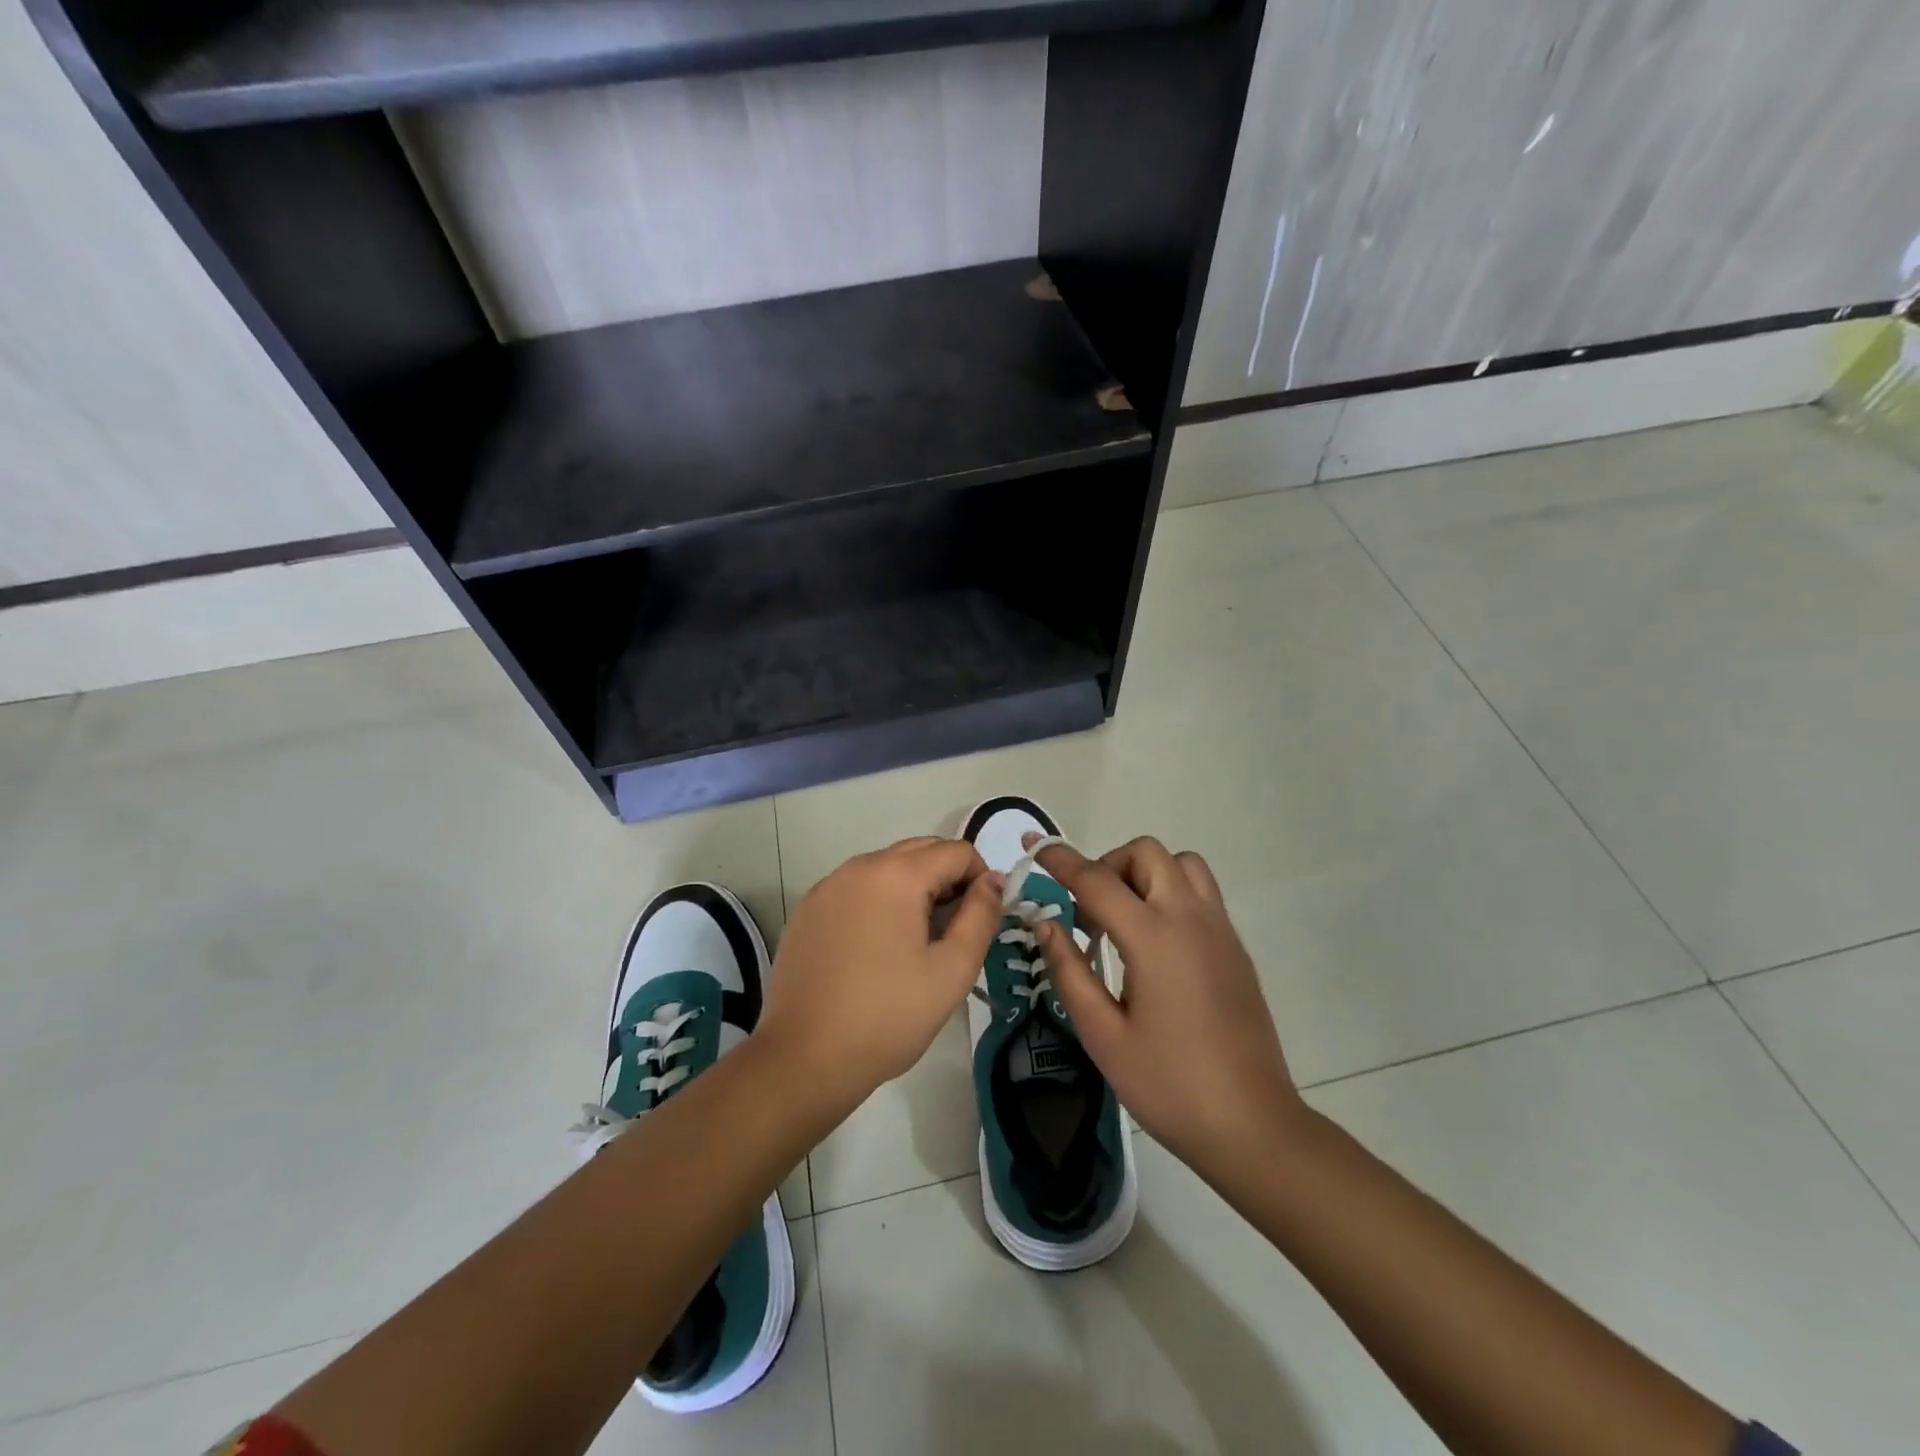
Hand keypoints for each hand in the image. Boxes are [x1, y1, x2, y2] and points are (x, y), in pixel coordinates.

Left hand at [759, 837, 1002, 1118]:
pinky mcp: (807, 909)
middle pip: (919, 850)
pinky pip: (857, 888)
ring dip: (913, 889)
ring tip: (917, 942)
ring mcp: (827, 886)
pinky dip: (879, 901)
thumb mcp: (951, 971)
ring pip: (886, 867)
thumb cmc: (887, 1016)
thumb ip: (981, 917)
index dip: (981, 878)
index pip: (956, 851)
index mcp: (896, 874)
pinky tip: (877, 949)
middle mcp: (858, 866)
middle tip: (954, 930)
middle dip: (948, 878)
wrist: (803, 1058)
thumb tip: (993, 881)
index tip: (981, 919)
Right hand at [1030, 836, 1308, 1178]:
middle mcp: (1190, 918)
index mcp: (1153, 937)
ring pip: (1181, 864)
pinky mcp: (1235, 948)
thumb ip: (1069, 970)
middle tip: (1088, 912)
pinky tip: (1155, 944)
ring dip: (1145, 873)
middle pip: (1146, 854)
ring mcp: (1219, 930)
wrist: (1252, 1126)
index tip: (1033, 846)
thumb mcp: (1102, 1034)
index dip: (1060, 859)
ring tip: (1124, 919)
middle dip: (1108, 865)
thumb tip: (1045, 922)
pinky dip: (1170, 892)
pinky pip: (1201, 892)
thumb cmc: (1168, 1085)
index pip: (1096, 880)